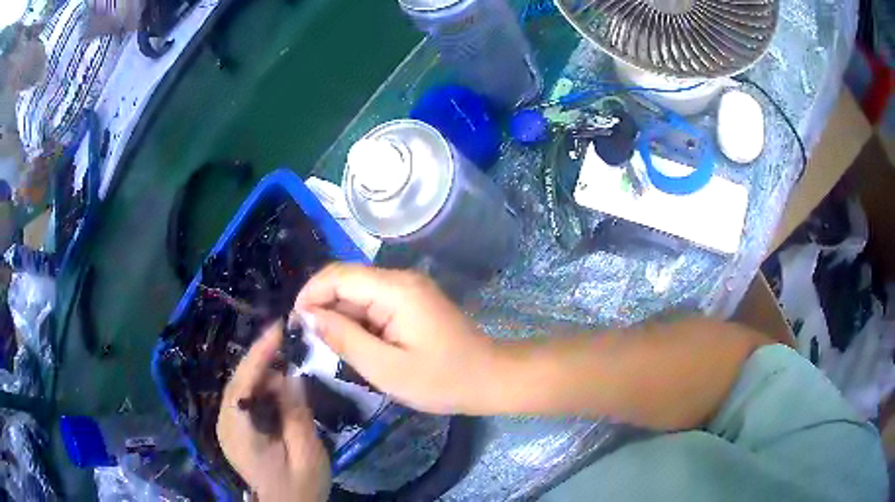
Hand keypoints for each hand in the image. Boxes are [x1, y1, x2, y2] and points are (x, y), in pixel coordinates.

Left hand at [217, 323, 330, 501]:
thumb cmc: (300, 486)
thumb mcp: (307, 454)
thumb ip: (297, 415)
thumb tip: (291, 376)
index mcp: (239, 433)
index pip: (243, 384)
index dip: (259, 354)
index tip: (278, 328)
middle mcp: (225, 425)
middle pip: (238, 381)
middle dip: (262, 359)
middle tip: (289, 340)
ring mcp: (226, 427)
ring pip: (241, 388)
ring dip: (263, 372)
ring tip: (288, 360)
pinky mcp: (233, 430)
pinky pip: (244, 398)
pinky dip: (260, 386)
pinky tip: (279, 386)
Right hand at [295, 264, 497, 414]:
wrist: (490, 379)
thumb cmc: (441, 380)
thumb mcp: (386, 368)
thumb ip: (345, 339)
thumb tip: (308, 316)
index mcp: (395, 289)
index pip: (338, 276)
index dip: (310, 295)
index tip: (295, 325)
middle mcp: (400, 280)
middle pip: (347, 282)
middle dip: (323, 308)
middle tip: (309, 343)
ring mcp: (407, 290)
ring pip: (357, 294)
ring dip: (339, 318)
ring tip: (329, 349)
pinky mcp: (411, 303)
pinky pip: (373, 305)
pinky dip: (358, 322)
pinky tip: (354, 345)